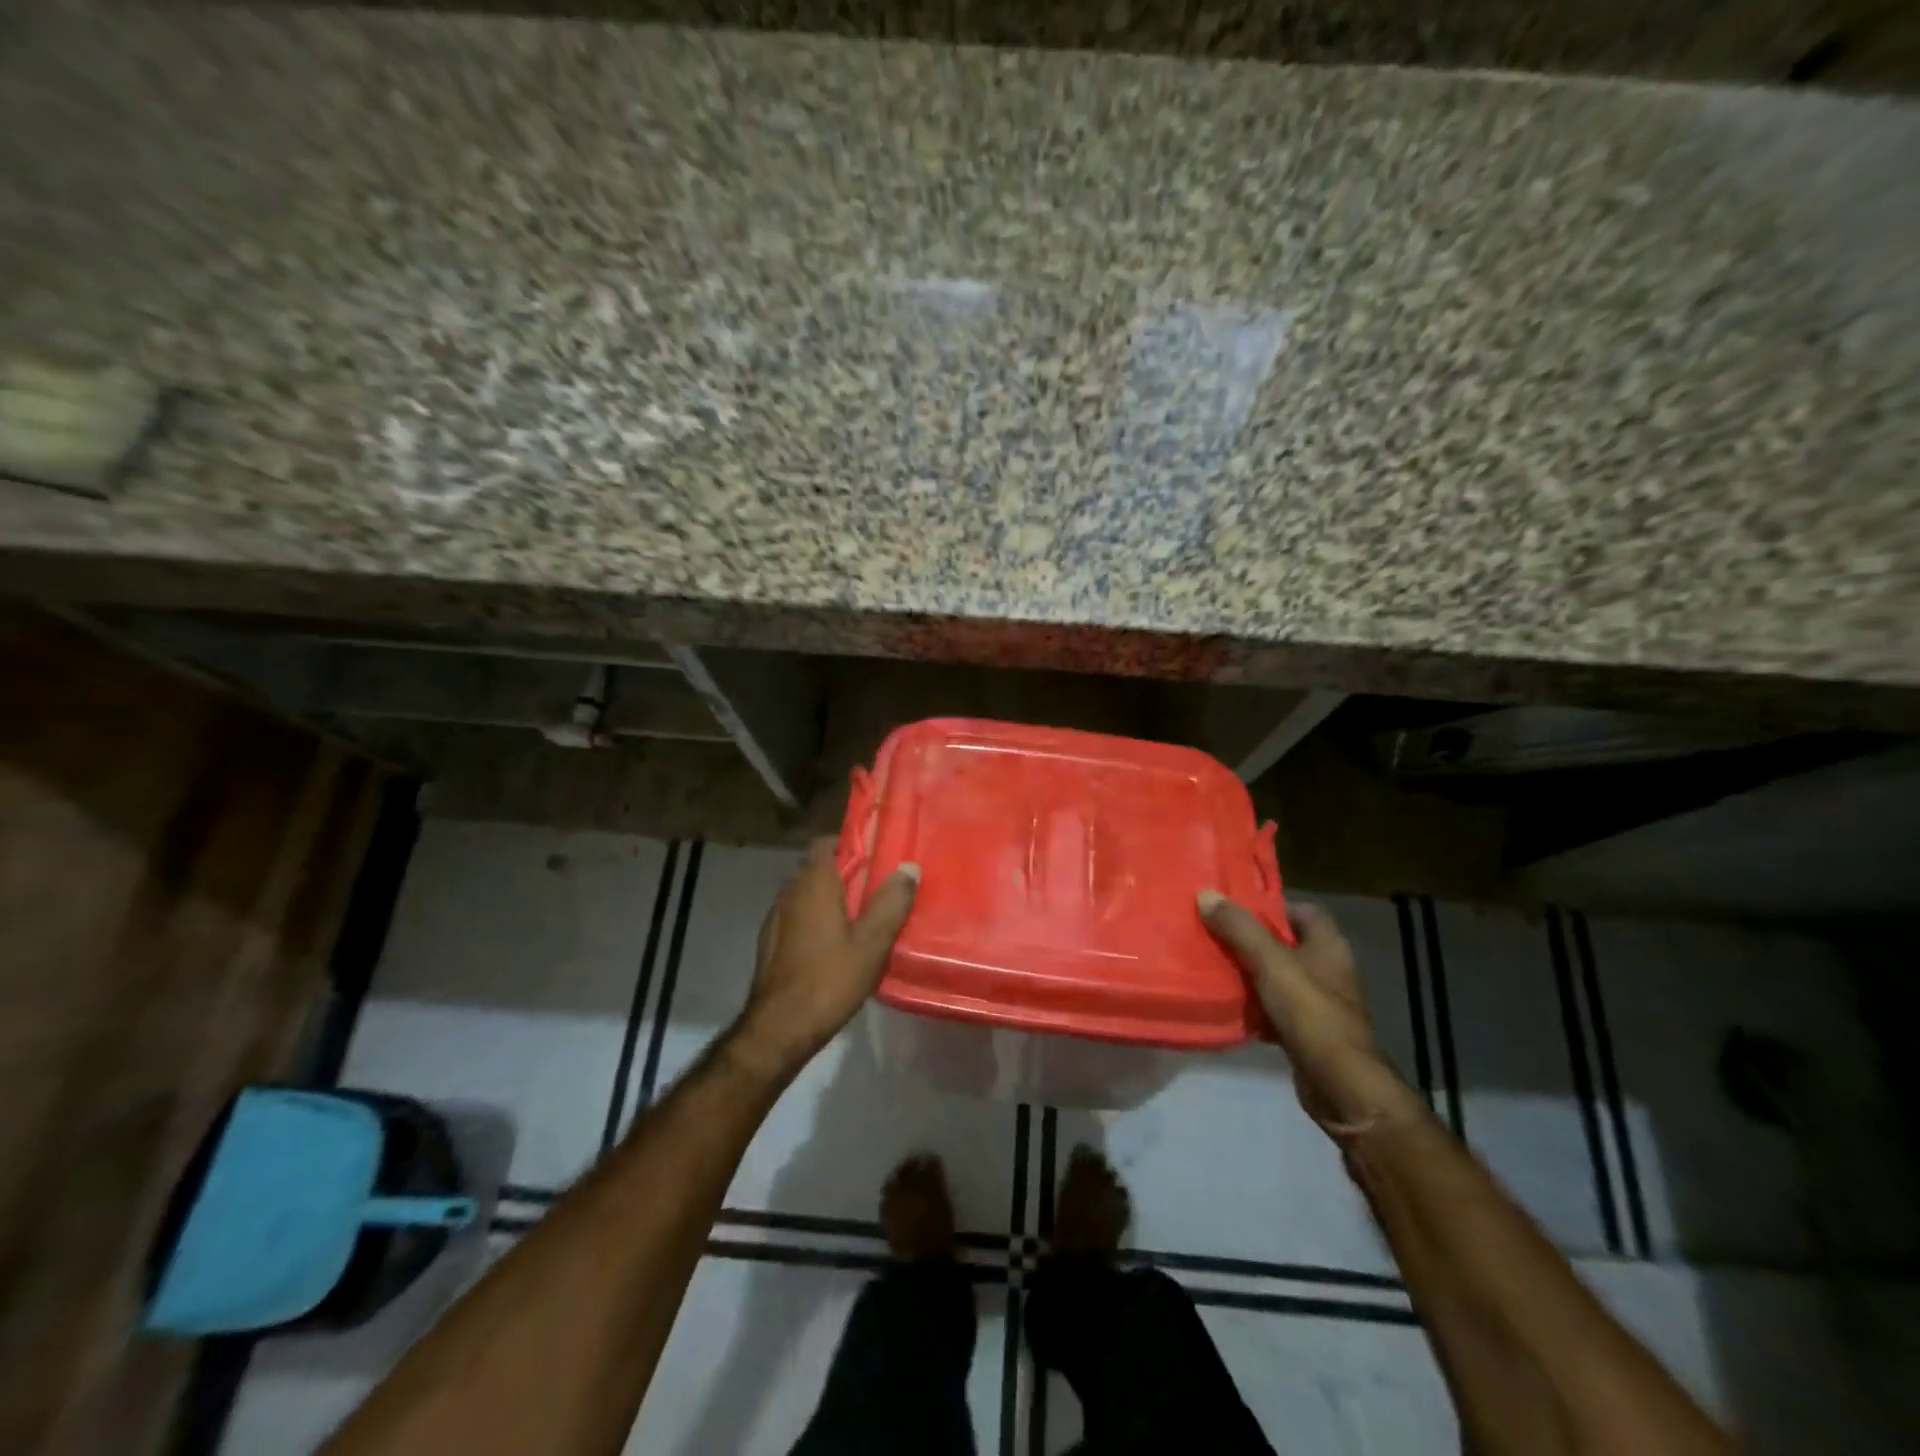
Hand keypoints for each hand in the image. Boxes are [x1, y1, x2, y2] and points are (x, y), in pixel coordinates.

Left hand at [727, 839, 919, 1079]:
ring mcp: (776, 917)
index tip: (877, 854)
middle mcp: (790, 892)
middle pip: (818, 867)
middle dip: (846, 872)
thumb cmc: (829, 979)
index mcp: (813, 883)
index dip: (851, 843)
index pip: (827, 842)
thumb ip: (891, 902)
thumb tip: (908, 867)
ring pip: (807, 894)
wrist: (779, 1028)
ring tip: (862, 916)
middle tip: (879, 887)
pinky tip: (836, 944)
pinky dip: (816, 919)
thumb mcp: (872, 942)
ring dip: (831, 898)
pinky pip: (798, 916)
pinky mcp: (771, 942)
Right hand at [1199, 891, 1422, 1142]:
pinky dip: (1255, 1005)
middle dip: (1252, 939)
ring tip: (1212, 963)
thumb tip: (1205, 894)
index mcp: (1328, 945)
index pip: (1302, 910)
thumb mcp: (1270, 962)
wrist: (1340, 1085)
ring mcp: (1320, 1003)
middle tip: (1214, 932)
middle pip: (1285, 943)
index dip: (1270, 905)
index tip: (1234, 907)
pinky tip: (1229, 1004)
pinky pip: (1275, 1008)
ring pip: (1278, 977)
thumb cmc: (1311, 1013)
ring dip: (1250, 972)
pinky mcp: (1308, 1031)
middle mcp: (1328, 969)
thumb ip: (1239, 928)